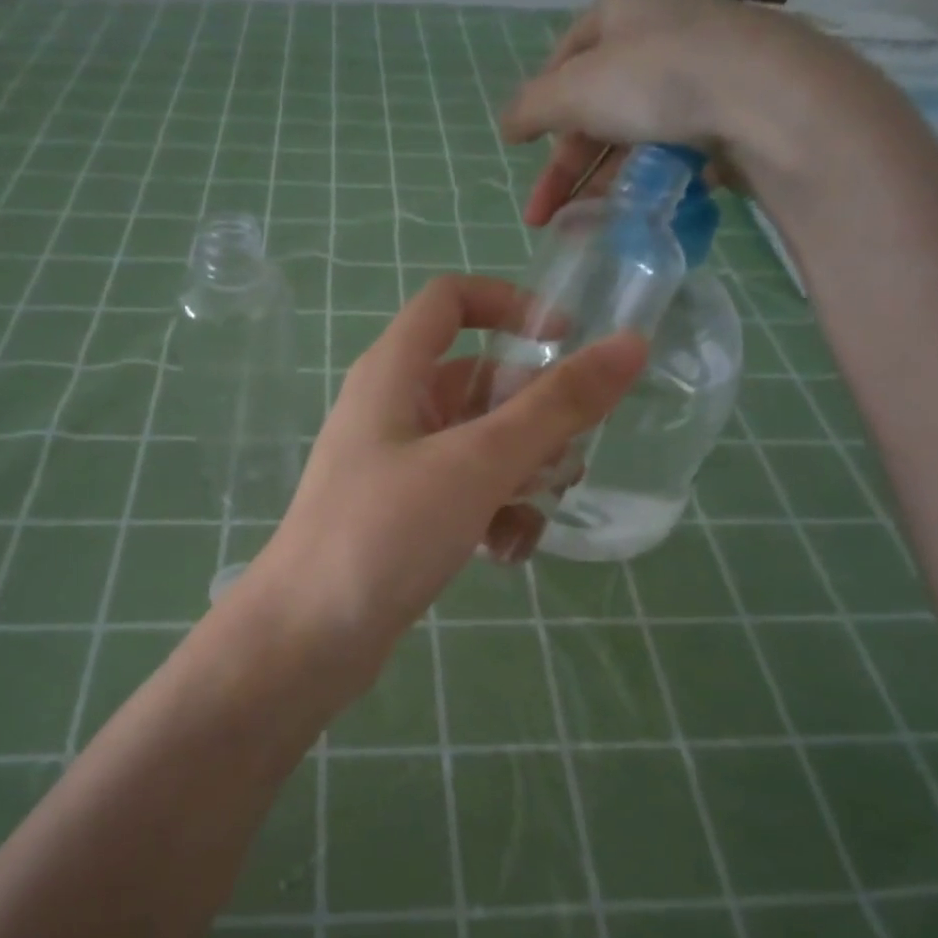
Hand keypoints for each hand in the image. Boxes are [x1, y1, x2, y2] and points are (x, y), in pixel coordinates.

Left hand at [245, 275, 644, 688]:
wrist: (307, 637)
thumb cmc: (385, 532)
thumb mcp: (478, 463)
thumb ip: (556, 406)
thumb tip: (630, 344)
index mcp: (394, 372)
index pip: (451, 300)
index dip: (511, 305)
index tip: (567, 341)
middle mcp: (392, 410)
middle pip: (478, 382)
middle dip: (532, 417)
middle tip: (568, 460)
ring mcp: (395, 466)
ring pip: (478, 445)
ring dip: (520, 475)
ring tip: (535, 518)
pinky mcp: (401, 517)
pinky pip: (462, 495)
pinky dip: (491, 514)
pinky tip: (505, 554)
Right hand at [501, 0, 847, 226]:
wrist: (764, 99)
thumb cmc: (657, 80)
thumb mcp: (575, 91)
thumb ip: (532, 108)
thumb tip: (506, 124)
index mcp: (623, 10)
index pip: (565, 57)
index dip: (540, 106)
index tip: (522, 150)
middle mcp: (660, 33)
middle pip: (596, 105)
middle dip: (564, 166)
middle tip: (541, 218)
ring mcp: (698, 72)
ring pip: (631, 133)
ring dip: (598, 182)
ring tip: (580, 227)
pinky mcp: (726, 113)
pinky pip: (669, 148)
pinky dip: (642, 180)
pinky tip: (629, 211)